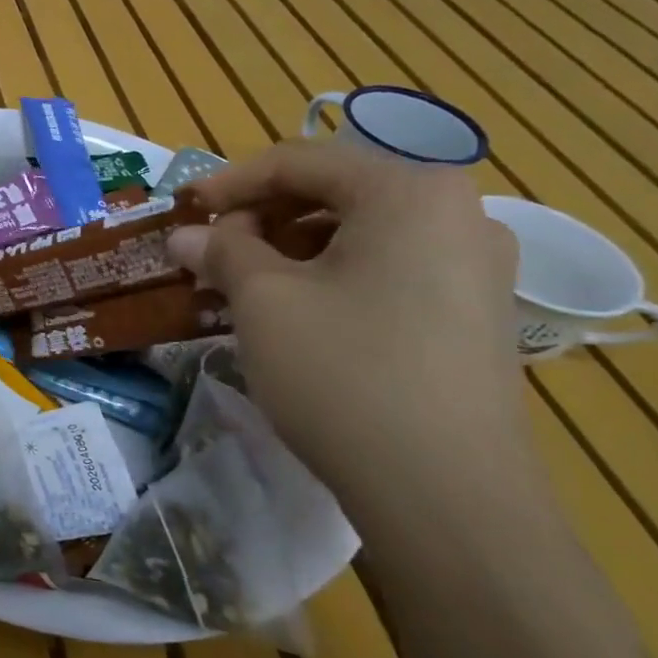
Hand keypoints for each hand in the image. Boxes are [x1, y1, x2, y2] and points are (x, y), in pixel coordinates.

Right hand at [166, 142, 534, 528]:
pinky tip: (291, 312)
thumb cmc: (344, 372)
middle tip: (208, 249)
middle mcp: (457, 214)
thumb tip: (185, 235)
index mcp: (410, 191)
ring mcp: (475, 268)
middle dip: (259, 217)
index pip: (300, 162)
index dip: (228, 182)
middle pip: (333, 192)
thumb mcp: (263, 300)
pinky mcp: (474, 315)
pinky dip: (328, 276)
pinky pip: (386, 269)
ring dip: (289, 248)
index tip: (181, 209)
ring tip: (240, 283)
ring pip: (358, 233)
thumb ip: (221, 250)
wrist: (447, 496)